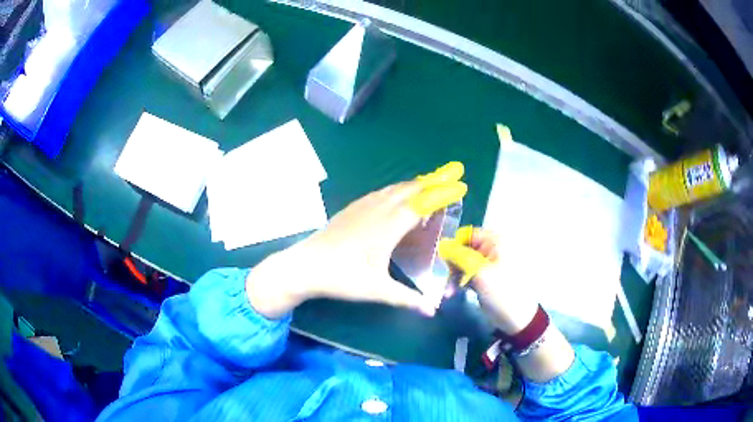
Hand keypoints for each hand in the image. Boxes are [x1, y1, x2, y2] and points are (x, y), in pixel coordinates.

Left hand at [246, 163, 466, 318]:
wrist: (304, 266)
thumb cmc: (341, 277)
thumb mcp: (377, 290)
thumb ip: (407, 298)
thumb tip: (432, 311)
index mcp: (388, 226)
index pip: (421, 203)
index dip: (442, 194)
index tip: (460, 185)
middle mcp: (377, 210)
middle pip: (410, 189)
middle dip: (433, 182)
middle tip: (451, 177)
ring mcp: (362, 207)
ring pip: (394, 188)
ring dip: (414, 184)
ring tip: (429, 184)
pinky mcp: (351, 209)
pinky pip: (380, 192)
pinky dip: (396, 190)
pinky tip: (396, 196)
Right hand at [439, 228, 537, 334]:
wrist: (518, 319)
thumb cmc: (502, 292)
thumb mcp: (479, 272)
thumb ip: (459, 256)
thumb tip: (442, 244)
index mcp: (496, 241)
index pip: (467, 234)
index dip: (454, 246)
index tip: (445, 263)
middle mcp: (494, 248)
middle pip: (465, 248)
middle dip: (453, 264)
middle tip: (447, 281)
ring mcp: (491, 263)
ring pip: (465, 262)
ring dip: (455, 275)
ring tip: (449, 292)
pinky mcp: (487, 276)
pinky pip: (470, 272)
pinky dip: (461, 281)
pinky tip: (454, 292)